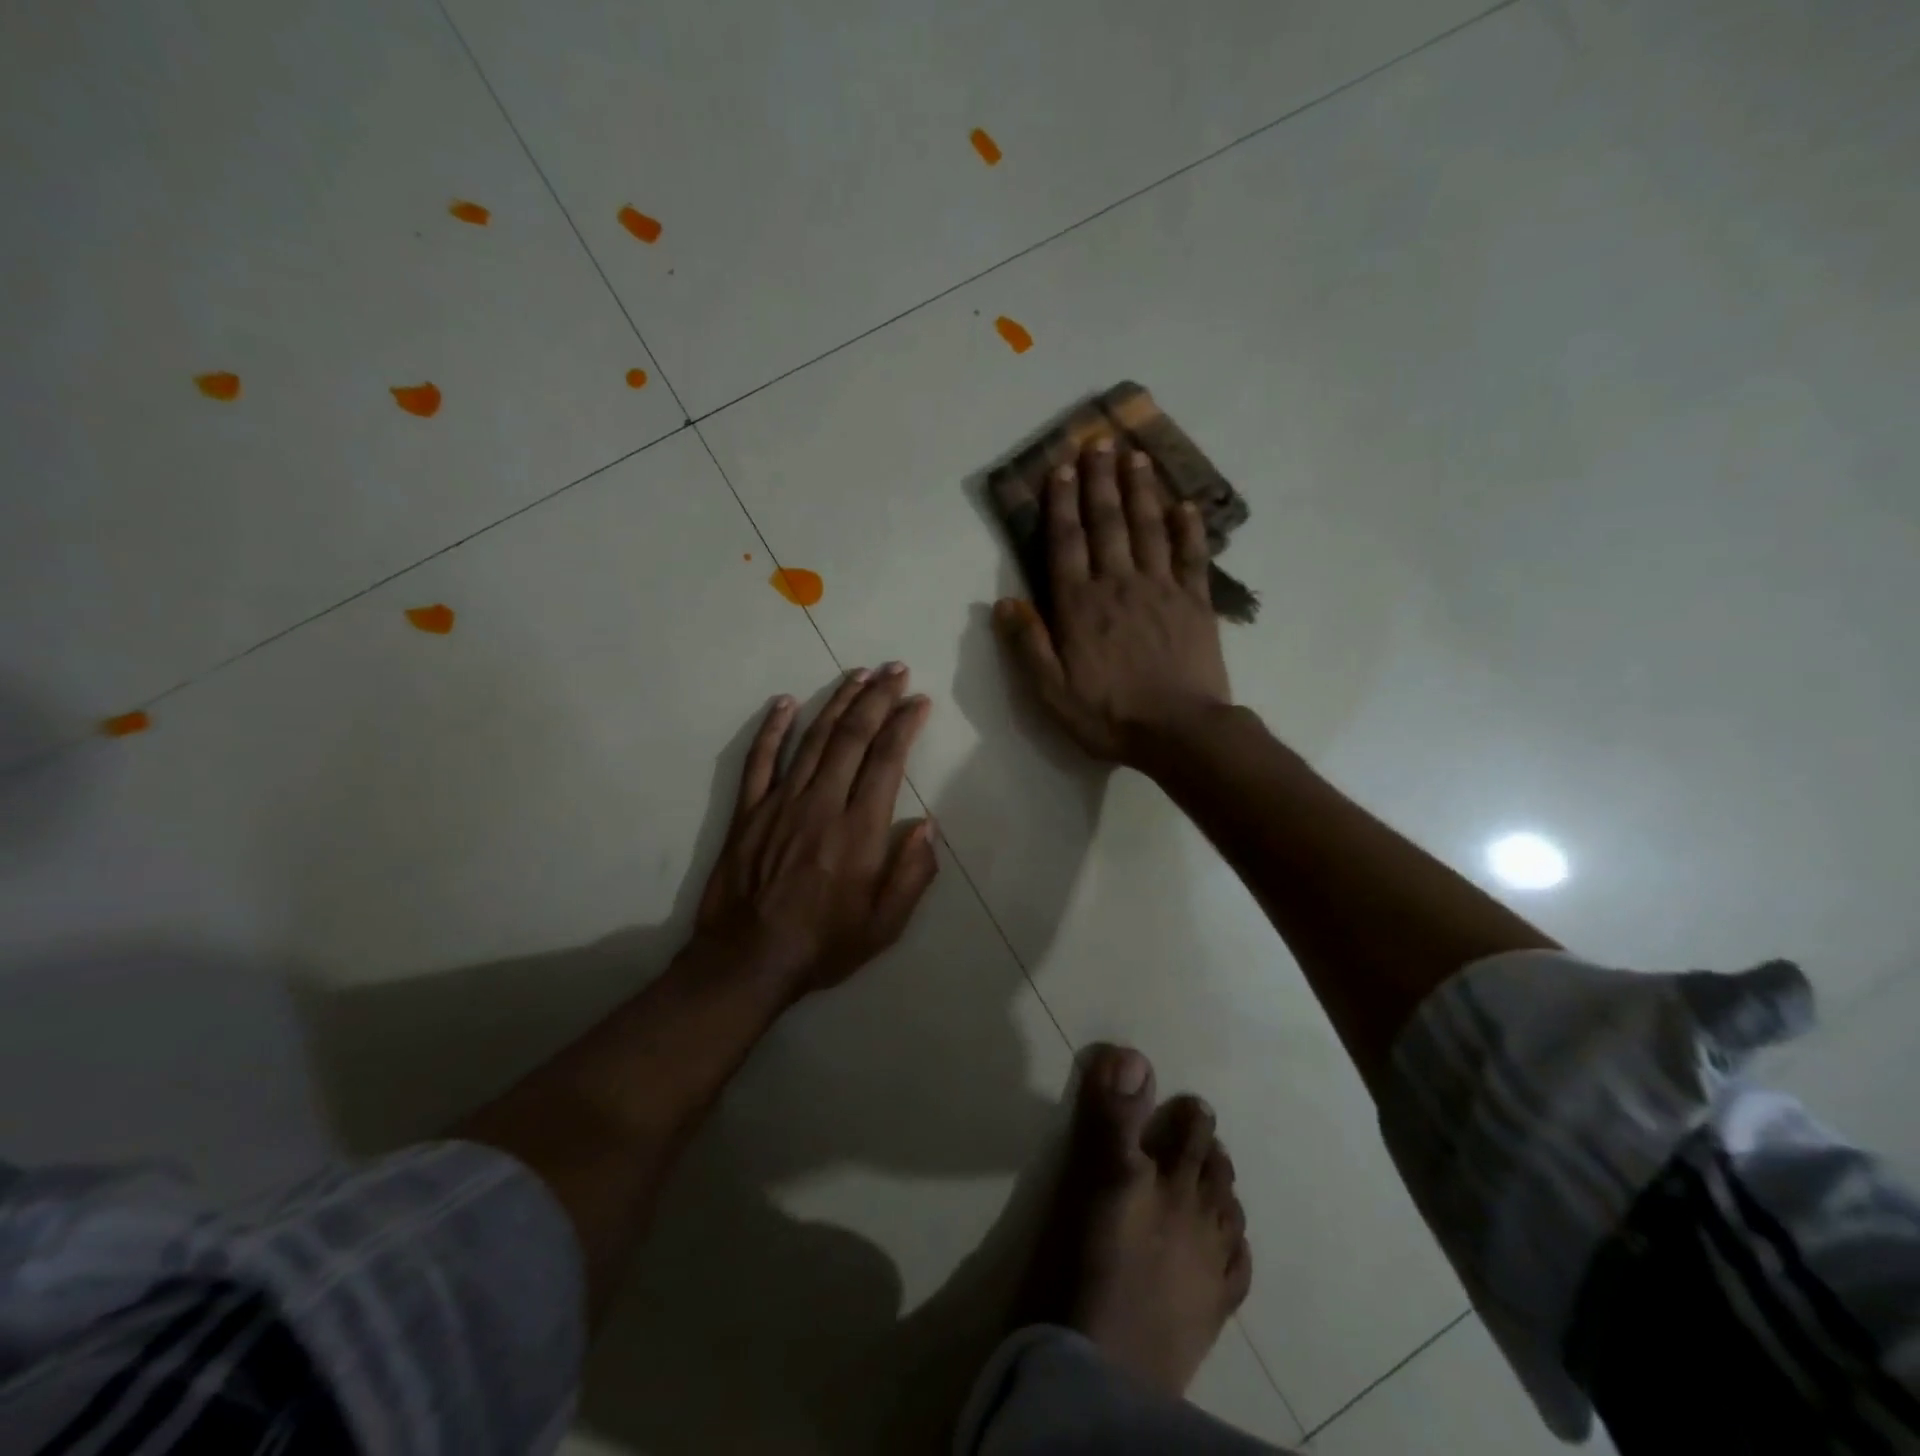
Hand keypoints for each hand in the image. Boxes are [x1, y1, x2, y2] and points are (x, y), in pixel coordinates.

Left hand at [693, 665, 938, 998]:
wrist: (747, 961)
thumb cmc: (824, 944)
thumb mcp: (885, 925)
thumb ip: (912, 874)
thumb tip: (927, 826)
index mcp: (859, 830)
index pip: (887, 760)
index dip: (904, 725)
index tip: (918, 701)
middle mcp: (821, 804)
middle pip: (852, 737)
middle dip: (877, 698)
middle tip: (895, 669)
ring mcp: (780, 803)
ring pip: (813, 738)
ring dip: (837, 701)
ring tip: (858, 673)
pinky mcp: (748, 811)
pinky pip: (760, 759)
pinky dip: (772, 728)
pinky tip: (785, 702)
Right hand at [993, 439, 1229, 764]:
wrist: (1179, 732)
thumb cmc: (1108, 715)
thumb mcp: (1051, 692)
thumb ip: (1027, 645)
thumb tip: (1004, 603)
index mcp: (1079, 605)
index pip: (1066, 542)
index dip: (1061, 503)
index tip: (1061, 468)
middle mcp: (1118, 584)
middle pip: (1107, 522)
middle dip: (1099, 480)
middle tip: (1098, 441)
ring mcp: (1161, 589)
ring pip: (1148, 528)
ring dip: (1140, 489)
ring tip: (1135, 456)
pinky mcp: (1195, 602)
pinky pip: (1192, 556)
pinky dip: (1188, 528)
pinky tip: (1185, 505)